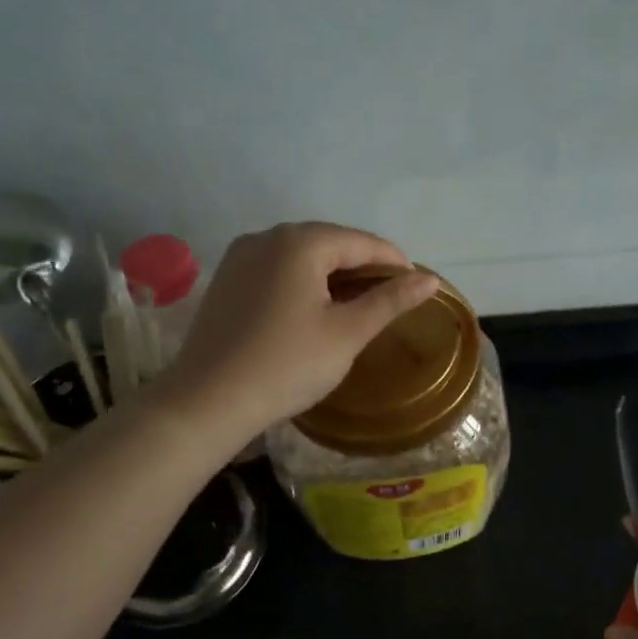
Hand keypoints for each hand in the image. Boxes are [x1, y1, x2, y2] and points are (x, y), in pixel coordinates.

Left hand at [159, 222, 438, 439]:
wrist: (207, 401)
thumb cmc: (287, 365)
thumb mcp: (347, 333)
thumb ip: (390, 301)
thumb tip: (430, 279)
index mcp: (300, 242)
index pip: (361, 242)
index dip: (394, 261)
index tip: (418, 285)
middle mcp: (267, 237)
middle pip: (329, 243)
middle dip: (363, 265)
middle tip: (390, 296)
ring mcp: (240, 257)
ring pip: (301, 256)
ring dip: (332, 273)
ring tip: (357, 303)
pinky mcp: (225, 281)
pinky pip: (276, 270)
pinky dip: (303, 281)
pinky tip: (313, 308)